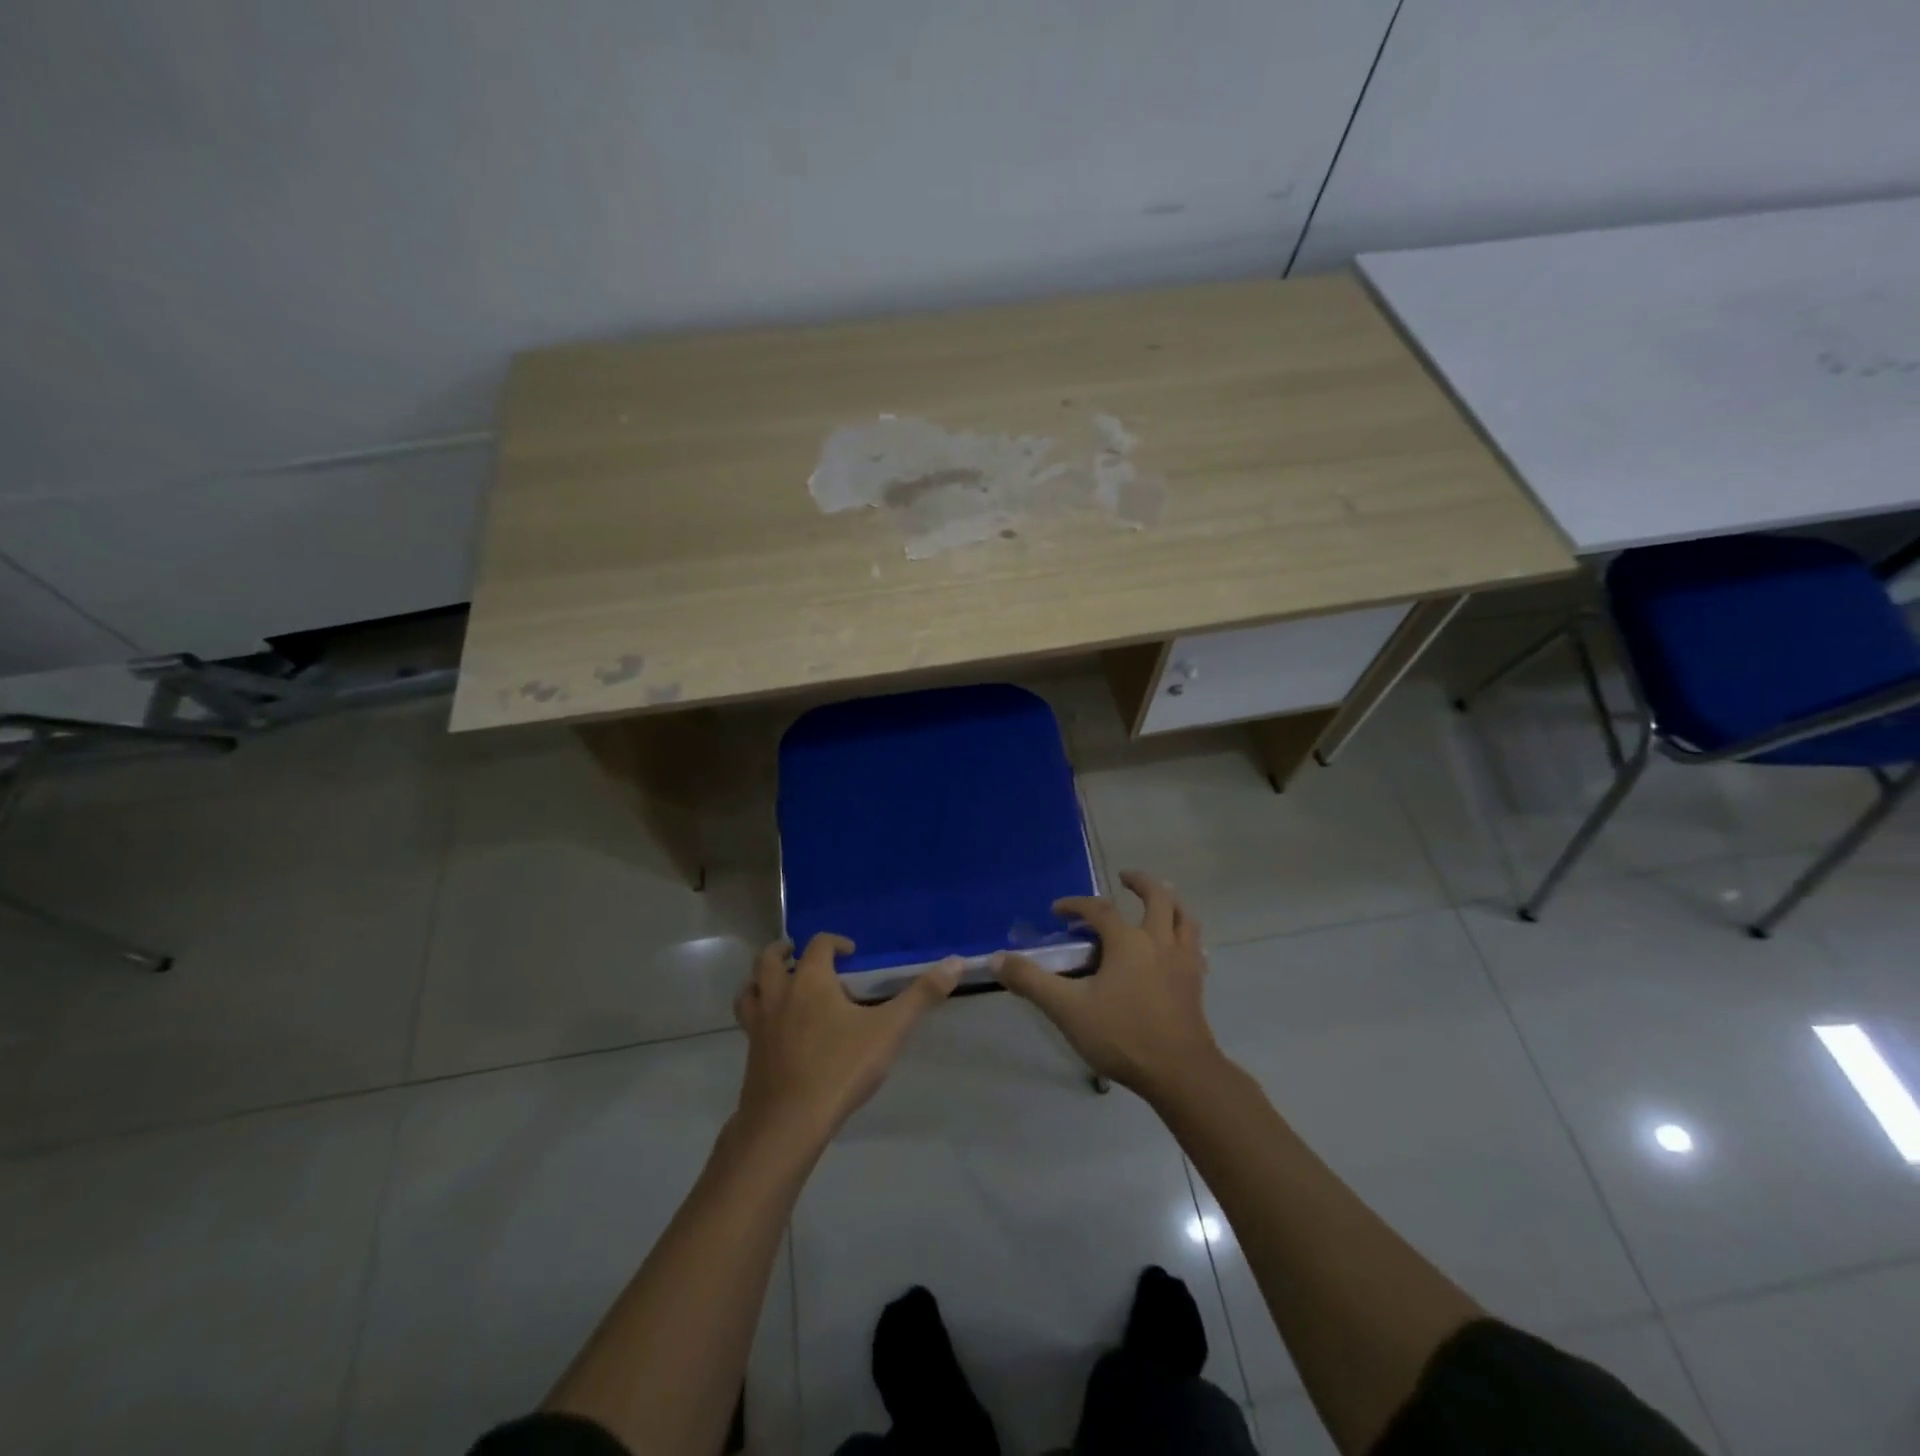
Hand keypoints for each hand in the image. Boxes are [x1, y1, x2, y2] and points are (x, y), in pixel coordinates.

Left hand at [733, 934, 961, 1147]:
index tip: (851, 952)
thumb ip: (922, 995)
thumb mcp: (889, 1030)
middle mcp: (779, 994)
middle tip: (798, 955)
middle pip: (769, 959)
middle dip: (783, 951)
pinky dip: (757, 1013)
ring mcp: (759, 1024)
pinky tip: (776, 1030)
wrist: (787, 1123)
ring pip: (749, 988)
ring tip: (777, 985)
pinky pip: (748, 1021)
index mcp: (810, 980)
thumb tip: (957, 962)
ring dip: (761, 979)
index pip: (819, 945)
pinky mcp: (751, 1053)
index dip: (835, 942)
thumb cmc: (840, 1068)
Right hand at [995, 871, 1220, 1098]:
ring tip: (1160, 900)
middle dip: (1140, 882)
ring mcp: (1183, 961)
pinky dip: (1186, 936)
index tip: (1057, 911)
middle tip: (1125, 876)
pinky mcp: (1196, 982)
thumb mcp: (1067, 1009)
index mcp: (1127, 941)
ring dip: (1170, 902)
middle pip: (1157, 898)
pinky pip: (1195, 947)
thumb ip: (1031, 981)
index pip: (1099, 910)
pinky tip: (1180, 946)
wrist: (1179, 1072)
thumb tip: (997, 959)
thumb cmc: (1121, 1035)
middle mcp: (1159, 941)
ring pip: (1184, 917)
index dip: (1076, 905)